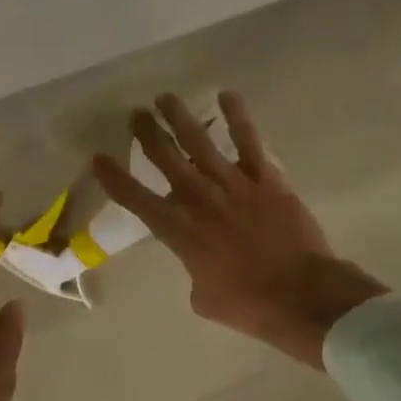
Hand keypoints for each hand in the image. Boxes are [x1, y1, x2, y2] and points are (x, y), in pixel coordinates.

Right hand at [92, 92, 387, 367]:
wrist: (301, 296)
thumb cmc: (249, 305)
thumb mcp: (204, 297)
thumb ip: (194, 271)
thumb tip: (202, 261)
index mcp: (182, 233)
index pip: (139, 201)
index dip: (116, 179)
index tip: (99, 158)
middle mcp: (202, 201)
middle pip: (167, 161)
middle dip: (149, 135)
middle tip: (136, 114)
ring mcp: (235, 186)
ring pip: (201, 144)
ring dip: (181, 119)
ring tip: (165, 98)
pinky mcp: (267, 180)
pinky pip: (249, 143)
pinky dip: (237, 118)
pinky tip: (227, 96)